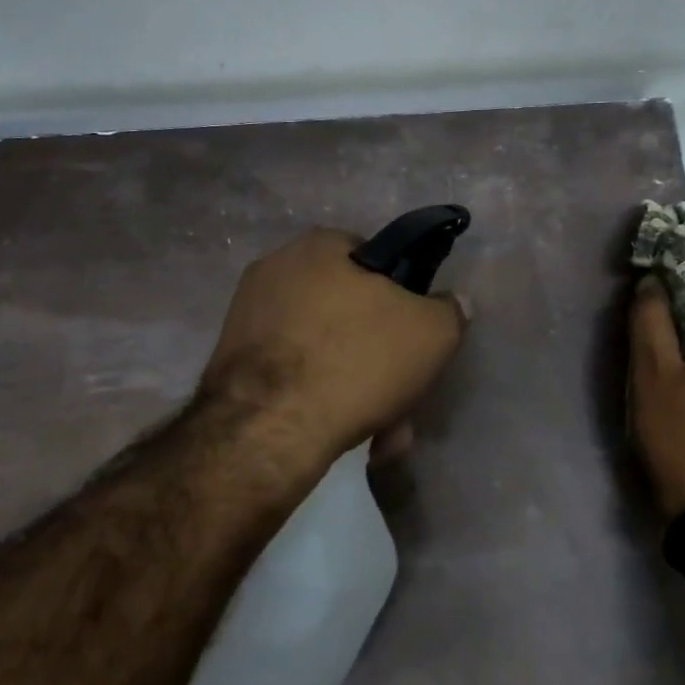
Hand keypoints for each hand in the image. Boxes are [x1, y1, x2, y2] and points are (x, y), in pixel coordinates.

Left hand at [200, 228, 467, 470]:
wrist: (268, 430)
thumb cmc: (355, 361)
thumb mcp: (431, 332)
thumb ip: (449, 310)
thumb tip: (453, 302)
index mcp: (318, 247)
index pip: (372, 260)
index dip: (400, 298)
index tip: (412, 338)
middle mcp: (276, 271)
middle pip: (348, 313)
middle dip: (380, 358)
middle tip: (400, 398)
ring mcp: (247, 319)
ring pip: (323, 351)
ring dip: (356, 389)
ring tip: (378, 435)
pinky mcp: (231, 365)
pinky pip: (292, 376)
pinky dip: (319, 401)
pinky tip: (341, 437)